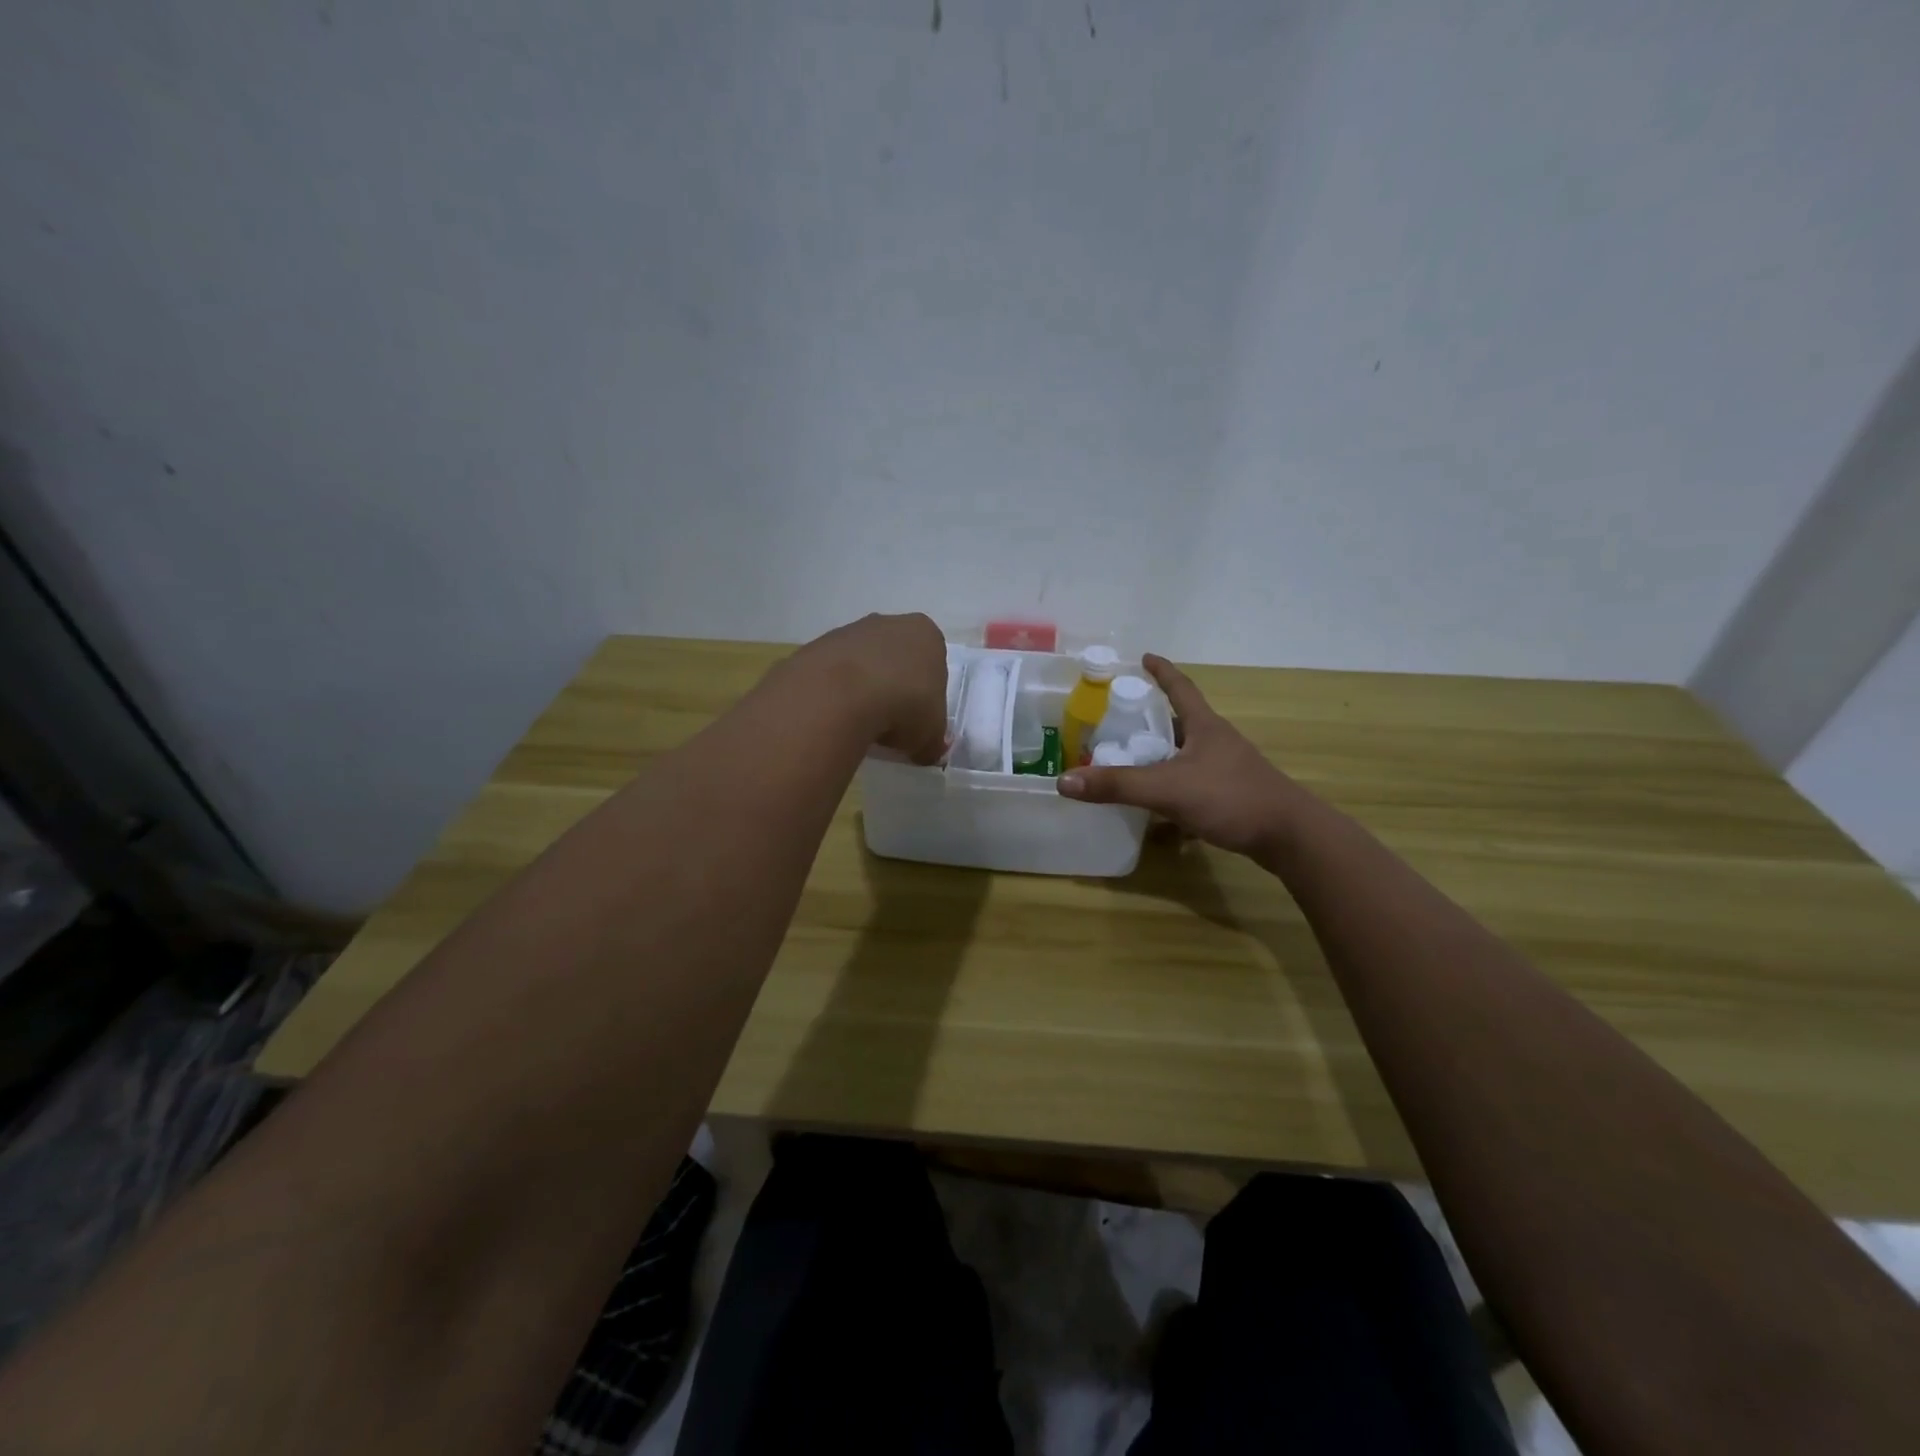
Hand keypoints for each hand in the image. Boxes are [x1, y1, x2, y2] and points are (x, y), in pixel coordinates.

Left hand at [791, 612, 948, 764]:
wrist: (841, 695)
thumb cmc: (904, 706)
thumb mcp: (931, 736)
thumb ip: (932, 742)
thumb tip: (928, 751)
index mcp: (926, 634)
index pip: (933, 661)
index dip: (928, 692)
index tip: (918, 719)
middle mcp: (889, 623)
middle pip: (896, 657)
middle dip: (895, 685)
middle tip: (891, 722)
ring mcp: (849, 631)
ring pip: (863, 663)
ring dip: (863, 688)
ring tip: (860, 723)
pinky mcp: (817, 646)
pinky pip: (833, 673)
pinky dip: (836, 693)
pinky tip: (836, 716)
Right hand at [1058, 654, 1305, 857]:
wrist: (1289, 837)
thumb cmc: (1231, 798)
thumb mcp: (1167, 789)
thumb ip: (1117, 785)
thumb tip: (1064, 781)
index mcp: (1205, 727)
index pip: (1181, 688)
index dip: (1162, 672)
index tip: (1145, 657)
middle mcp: (1218, 742)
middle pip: (1182, 721)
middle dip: (1154, 718)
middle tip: (1121, 720)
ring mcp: (1228, 769)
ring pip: (1187, 755)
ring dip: (1162, 755)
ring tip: (1133, 761)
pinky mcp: (1233, 796)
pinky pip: (1195, 783)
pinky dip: (1174, 788)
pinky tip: (1160, 808)